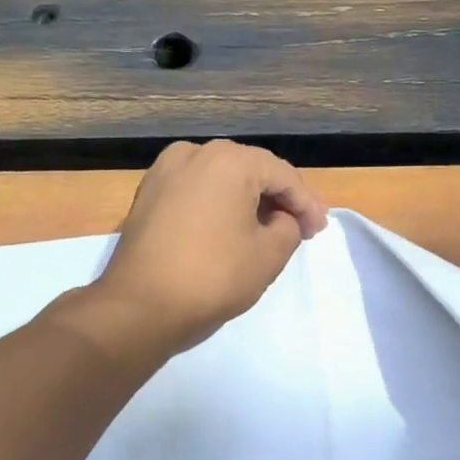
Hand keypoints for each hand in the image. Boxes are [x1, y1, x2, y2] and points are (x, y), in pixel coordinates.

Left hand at [91, 140, 326, 353]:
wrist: (141, 305)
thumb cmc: (213, 277)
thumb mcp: (269, 255)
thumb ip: (288, 228)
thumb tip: (279, 220)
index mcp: (229, 160)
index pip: (282, 176)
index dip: (307, 204)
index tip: (318, 231)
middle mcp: (194, 153)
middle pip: (250, 171)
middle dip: (277, 199)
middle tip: (298, 228)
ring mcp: (164, 172)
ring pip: (220, 181)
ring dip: (246, 202)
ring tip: (266, 229)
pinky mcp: (146, 195)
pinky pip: (194, 193)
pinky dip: (217, 207)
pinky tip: (228, 229)